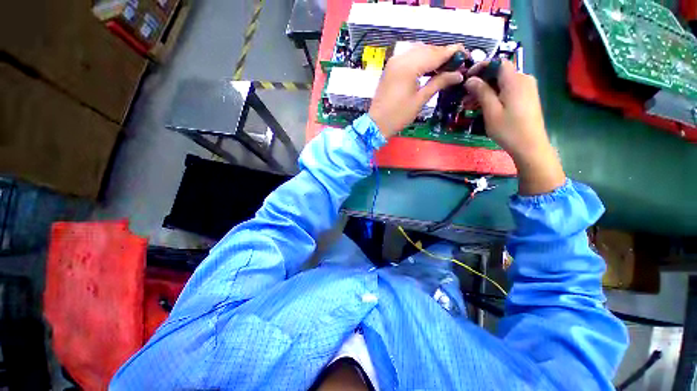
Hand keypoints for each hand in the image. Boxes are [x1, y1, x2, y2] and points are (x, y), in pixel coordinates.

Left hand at [368, 43, 464, 137]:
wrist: (376, 124)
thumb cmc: (398, 115)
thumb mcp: (420, 100)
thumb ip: (439, 82)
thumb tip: (458, 75)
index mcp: (409, 66)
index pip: (436, 53)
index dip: (453, 53)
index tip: (466, 55)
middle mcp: (400, 58)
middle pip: (427, 49)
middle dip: (443, 55)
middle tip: (456, 64)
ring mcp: (394, 62)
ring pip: (418, 51)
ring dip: (432, 57)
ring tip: (445, 68)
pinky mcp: (390, 68)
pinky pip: (409, 58)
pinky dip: (421, 60)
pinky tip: (429, 69)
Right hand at [465, 60, 565, 194]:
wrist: (530, 146)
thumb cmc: (508, 129)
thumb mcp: (491, 111)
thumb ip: (481, 92)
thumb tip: (470, 79)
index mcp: (515, 81)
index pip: (498, 63)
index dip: (482, 66)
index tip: (467, 76)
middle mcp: (523, 80)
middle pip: (499, 74)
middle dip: (480, 83)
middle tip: (464, 97)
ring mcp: (526, 89)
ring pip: (502, 84)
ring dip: (485, 92)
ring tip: (469, 105)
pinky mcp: (526, 97)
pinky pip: (507, 91)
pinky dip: (494, 96)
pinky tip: (483, 107)